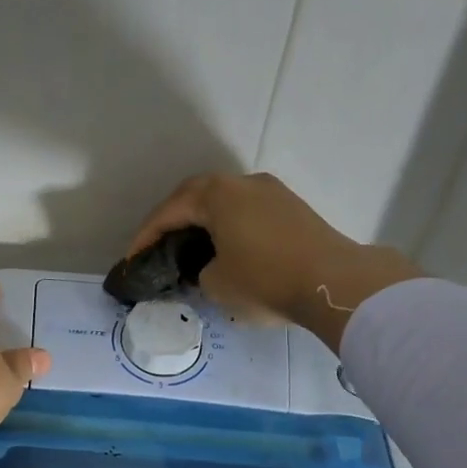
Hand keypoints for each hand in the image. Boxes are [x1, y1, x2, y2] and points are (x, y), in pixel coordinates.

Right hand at [126, 173, 421, 350]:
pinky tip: (227, 251)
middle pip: (196, 197)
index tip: (132, 260)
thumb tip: (209, 268)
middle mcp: (243, 183)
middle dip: (173, 221)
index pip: (169, 212)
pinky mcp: (293, 209)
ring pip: (225, 203)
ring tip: (191, 250)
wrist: (334, 283)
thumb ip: (200, 272)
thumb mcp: (216, 284)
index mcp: (217, 195)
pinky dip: (229, 228)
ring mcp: (272, 193)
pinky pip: (248, 213)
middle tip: (158, 247)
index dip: (145, 237)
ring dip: (204, 223)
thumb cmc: (265, 280)